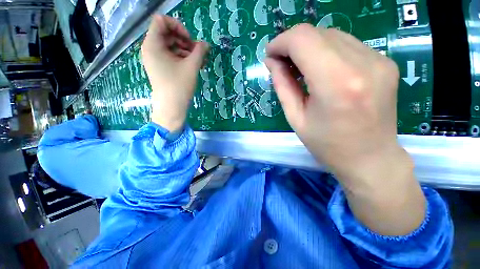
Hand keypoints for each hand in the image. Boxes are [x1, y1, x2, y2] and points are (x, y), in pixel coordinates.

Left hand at [141, 15, 208, 131]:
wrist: (171, 107)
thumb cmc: (179, 86)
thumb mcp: (192, 67)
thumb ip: (200, 51)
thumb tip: (206, 44)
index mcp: (153, 44)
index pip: (162, 21)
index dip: (178, 26)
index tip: (190, 40)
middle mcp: (150, 48)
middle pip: (167, 33)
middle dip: (184, 40)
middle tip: (197, 52)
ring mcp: (154, 59)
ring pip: (170, 45)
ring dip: (186, 50)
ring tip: (199, 61)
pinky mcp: (160, 67)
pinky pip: (170, 56)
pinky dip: (182, 57)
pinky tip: (193, 65)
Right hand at [265, 24, 424, 235]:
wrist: (372, 160)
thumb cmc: (326, 145)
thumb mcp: (295, 117)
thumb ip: (284, 85)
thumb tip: (275, 63)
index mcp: (335, 83)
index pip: (302, 40)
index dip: (280, 42)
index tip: (269, 54)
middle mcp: (359, 64)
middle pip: (316, 33)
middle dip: (291, 43)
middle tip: (278, 62)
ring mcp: (375, 60)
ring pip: (330, 35)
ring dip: (306, 48)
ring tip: (296, 70)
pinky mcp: (380, 62)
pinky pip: (342, 44)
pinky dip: (322, 51)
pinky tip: (317, 70)